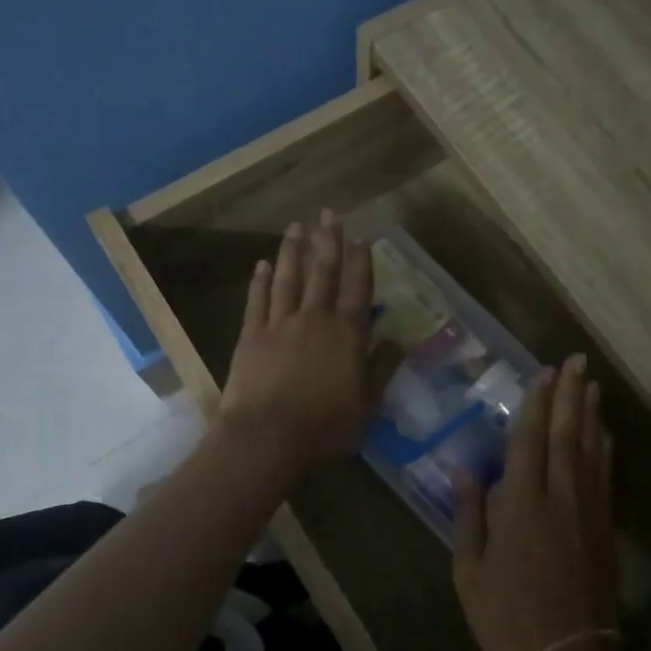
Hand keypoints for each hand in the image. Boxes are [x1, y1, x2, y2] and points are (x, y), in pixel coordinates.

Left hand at [220, 212, 403, 475]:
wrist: (266, 438)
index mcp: (347, 334)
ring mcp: (279, 324)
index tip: (363, 237)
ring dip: (294, 250)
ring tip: (296, 226)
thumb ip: (382, 369)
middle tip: (329, 212)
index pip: (359, 289)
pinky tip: (262, 264)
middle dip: (329, 240)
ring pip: (289, 278)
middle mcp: (315, 319)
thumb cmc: (324, 427)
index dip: (362, 262)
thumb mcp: (366, 405)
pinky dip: (260, 280)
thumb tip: (399, 340)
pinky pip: (257, 300)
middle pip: (324, 272)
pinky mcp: (251, 335)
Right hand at [452, 354, 622, 650]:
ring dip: (590, 414)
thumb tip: (465, 469)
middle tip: (576, 361)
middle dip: (570, 395)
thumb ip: (469, 516)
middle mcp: (559, 498)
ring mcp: (588, 512)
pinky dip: (604, 450)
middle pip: (566, 435)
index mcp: (521, 506)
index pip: (528, 441)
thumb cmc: (507, 618)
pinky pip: (605, 477)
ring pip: (590, 450)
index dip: (536, 403)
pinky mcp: (605, 530)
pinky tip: (604, 434)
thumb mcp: (470, 571)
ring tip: (591, 384)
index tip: (543, 372)